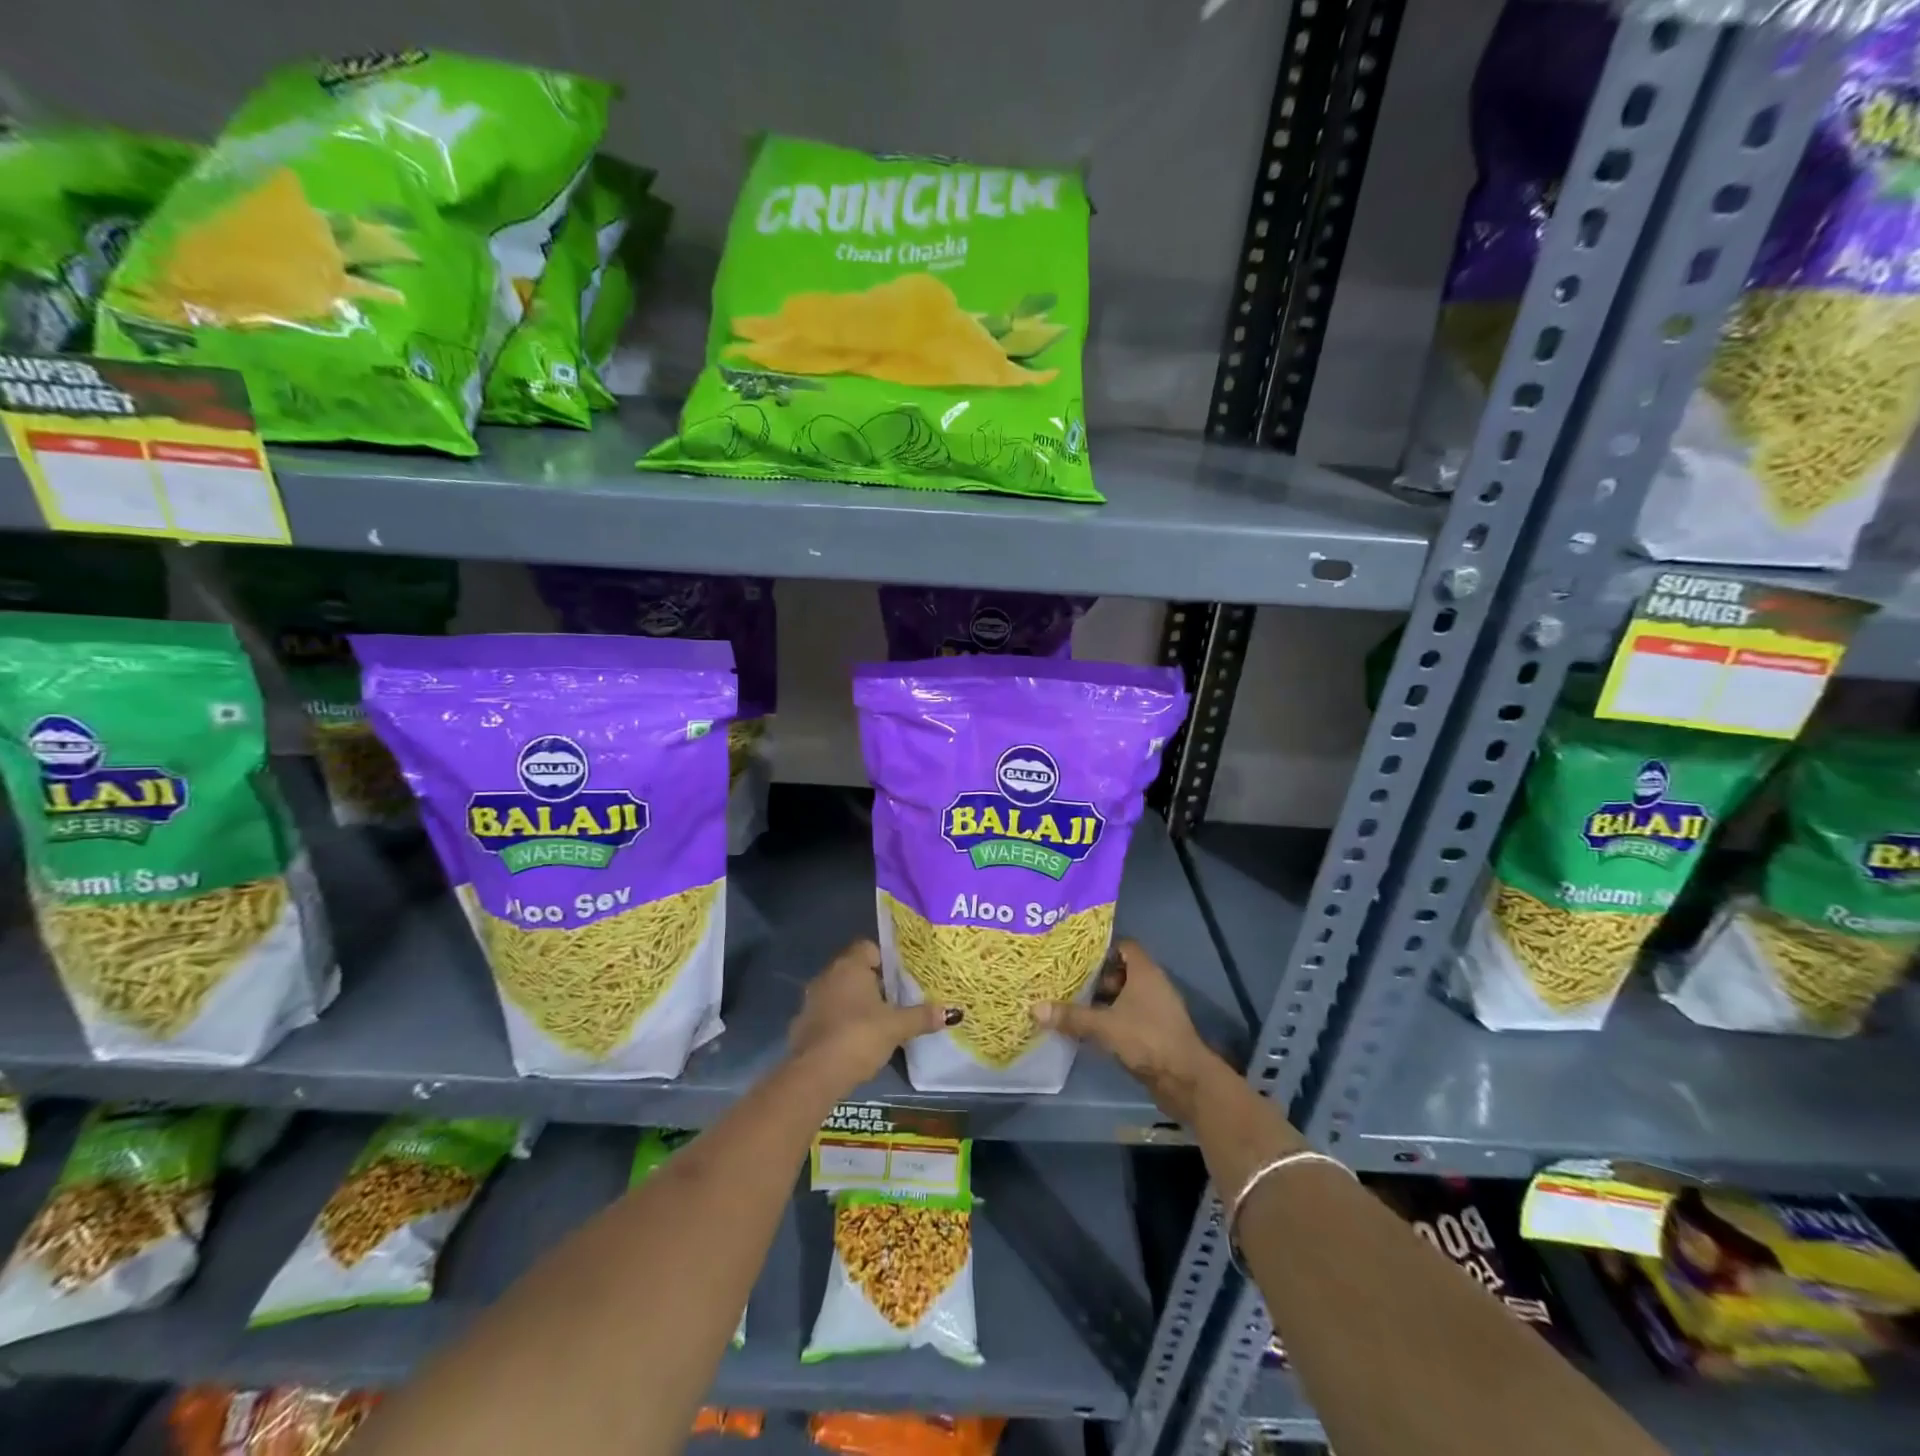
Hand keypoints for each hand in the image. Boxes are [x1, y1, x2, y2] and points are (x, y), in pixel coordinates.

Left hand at [789, 939, 958, 1088]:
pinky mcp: (803, 1024)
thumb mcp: (896, 1027)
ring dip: (857, 1003)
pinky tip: (856, 1040)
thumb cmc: (859, 1037)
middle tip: (897, 1000)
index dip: (886, 960)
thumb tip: (952, 1012)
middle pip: (855, 970)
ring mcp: (811, 1000)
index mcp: (849, 966)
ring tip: (880, 1022)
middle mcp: (827, 975)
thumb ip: (922, 1016)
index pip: (869, 947)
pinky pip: (828, 1014)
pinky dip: (842, 1022)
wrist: (815, 1074)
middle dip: (875, 983)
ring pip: (840, 993)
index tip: (902, 978)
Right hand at [1034, 940, 1220, 1121]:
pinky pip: (1131, 1016)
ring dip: (1104, 1001)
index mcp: (1145, 972)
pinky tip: (1092, 1030)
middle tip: (1069, 982)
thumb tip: (1035, 1008)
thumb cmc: (1147, 1039)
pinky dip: (1113, 1019)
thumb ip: (1072, 1016)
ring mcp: (1157, 1009)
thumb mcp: (1104, 1026)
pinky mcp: (1157, 1031)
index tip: (1077, 957)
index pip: (1124, 946)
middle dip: (1097, 978)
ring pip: (1126, 996)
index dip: (1103, 949)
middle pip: (1122, 972)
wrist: (1185, 1079)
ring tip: (1074, 1005)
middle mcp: (1153, 985)